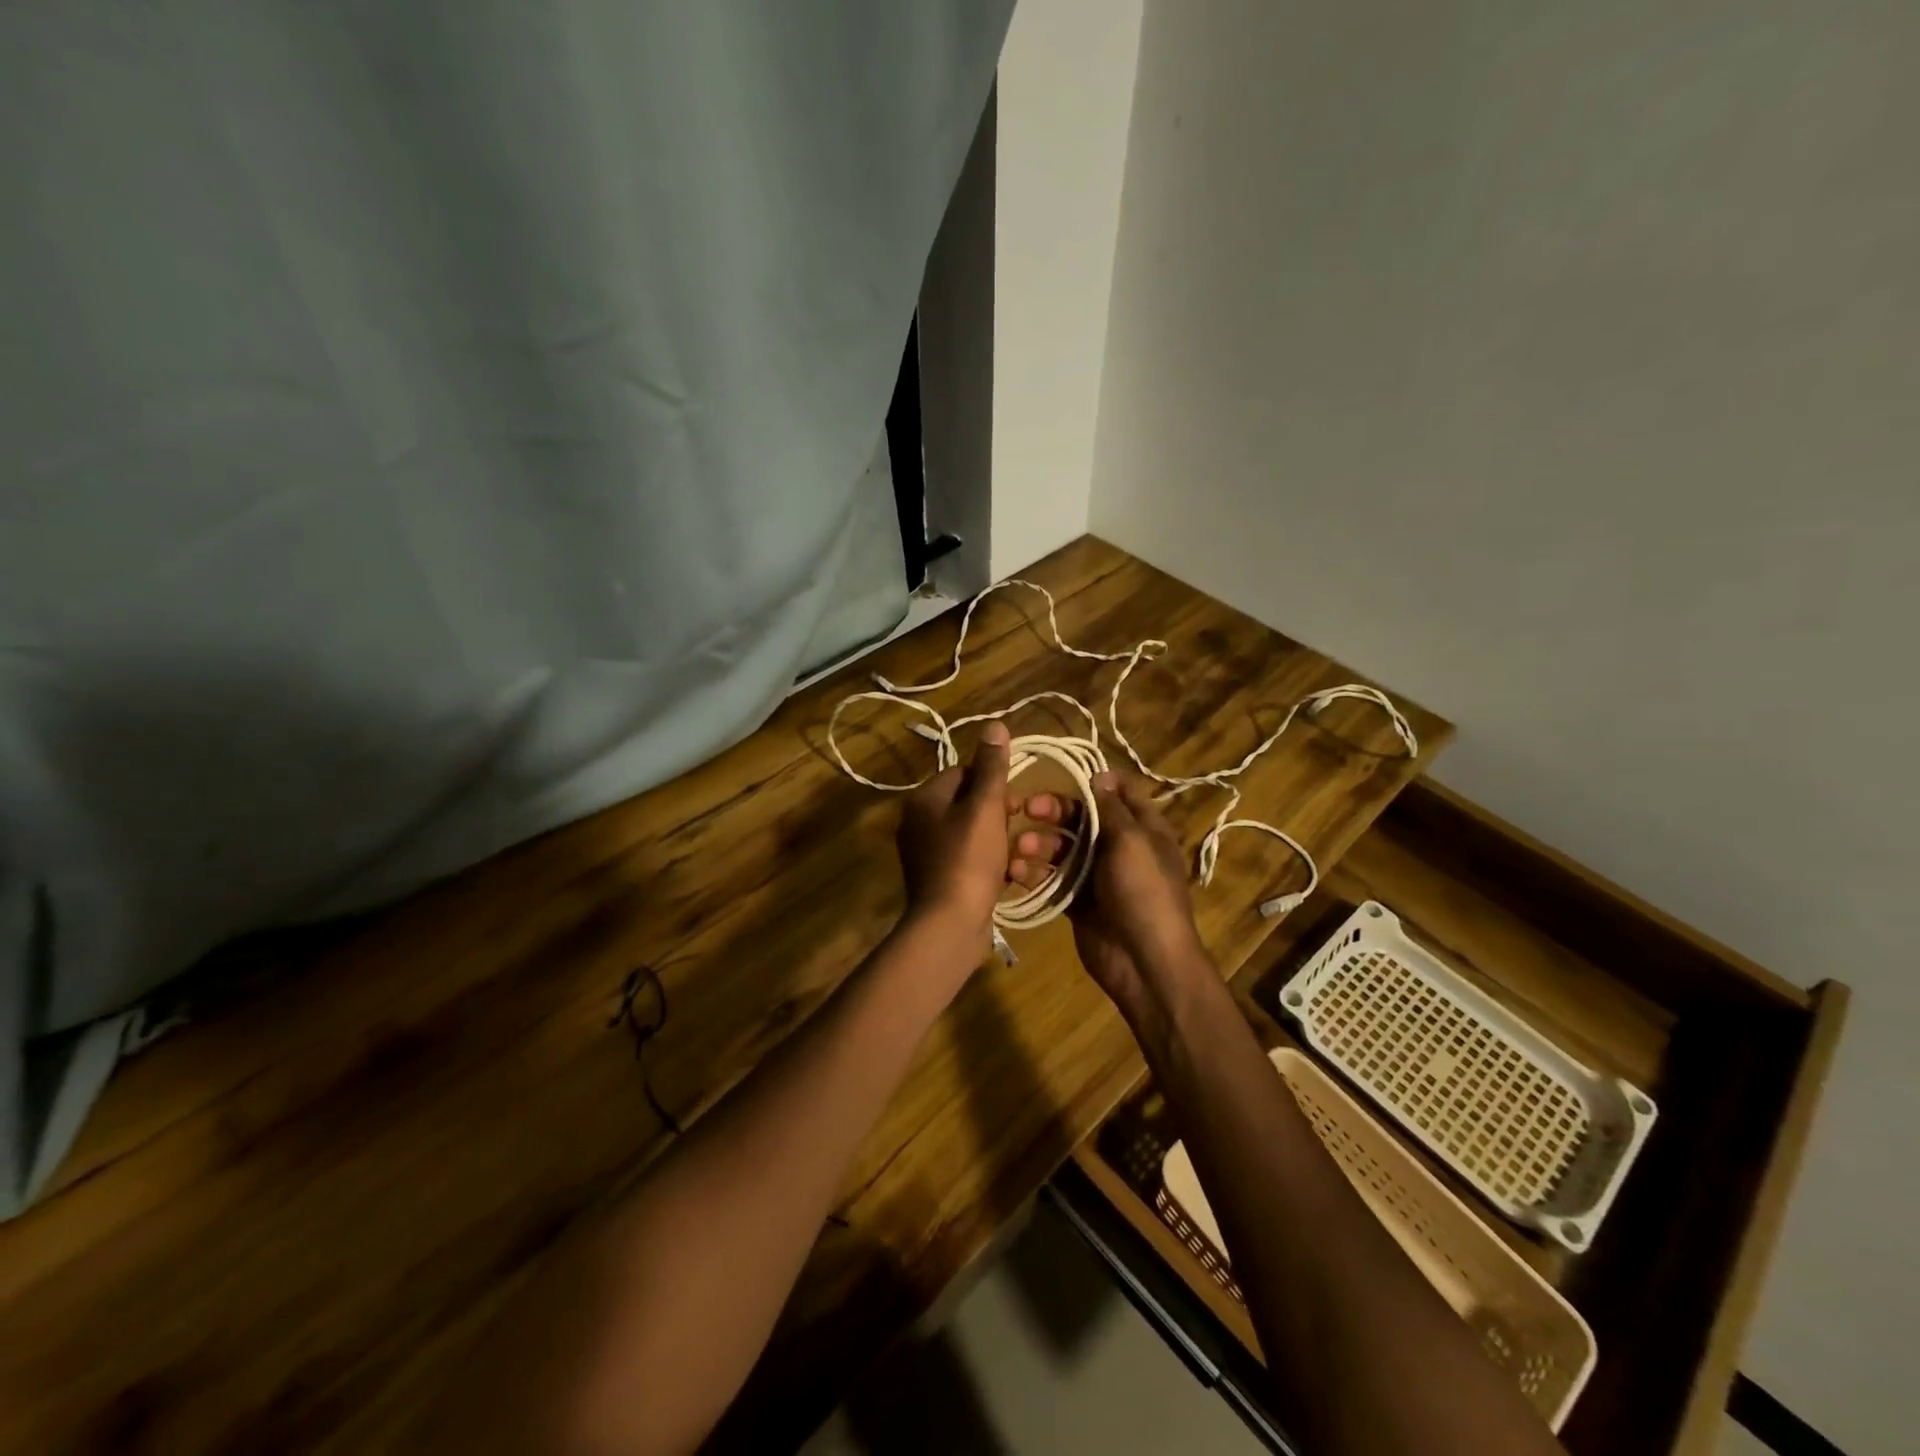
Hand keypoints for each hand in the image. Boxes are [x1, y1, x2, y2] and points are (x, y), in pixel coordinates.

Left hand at [898, 722, 1064, 951]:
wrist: (949, 925)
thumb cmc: (968, 858)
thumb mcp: (985, 807)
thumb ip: (992, 767)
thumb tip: (994, 724)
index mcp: (925, 799)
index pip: (964, 773)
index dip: (995, 785)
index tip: (1016, 804)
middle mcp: (920, 822)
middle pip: (970, 804)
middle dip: (1001, 816)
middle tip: (1019, 834)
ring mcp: (928, 854)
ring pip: (975, 834)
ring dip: (1002, 843)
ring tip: (1019, 858)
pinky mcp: (941, 880)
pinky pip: (972, 860)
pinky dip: (992, 865)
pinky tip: (1010, 877)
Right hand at [1030, 771, 1208, 1023]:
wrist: (1144, 961)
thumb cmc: (1143, 891)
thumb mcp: (1132, 840)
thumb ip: (1111, 808)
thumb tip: (1100, 775)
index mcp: (1143, 828)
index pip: (1122, 792)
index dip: (1096, 780)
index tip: (1064, 773)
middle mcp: (1120, 847)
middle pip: (1084, 817)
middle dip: (1055, 811)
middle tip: (1027, 807)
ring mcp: (1097, 875)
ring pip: (1063, 848)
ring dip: (1040, 843)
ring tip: (1021, 848)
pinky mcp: (1078, 900)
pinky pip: (1053, 879)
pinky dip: (1035, 873)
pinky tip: (1016, 872)